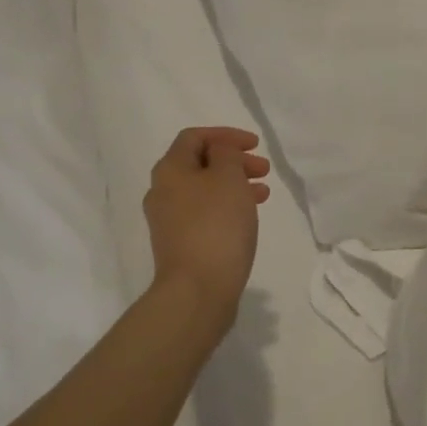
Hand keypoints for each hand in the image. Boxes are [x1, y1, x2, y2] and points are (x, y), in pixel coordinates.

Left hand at [144, 127, 270, 340]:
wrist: (197, 290)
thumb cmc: (216, 225)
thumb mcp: (228, 177)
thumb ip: (226, 154)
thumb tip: (218, 153)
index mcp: (170, 169)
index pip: (194, 137)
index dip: (226, 135)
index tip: (256, 145)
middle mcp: (162, 191)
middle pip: (200, 163)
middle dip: (234, 161)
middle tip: (264, 170)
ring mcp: (168, 220)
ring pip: (205, 190)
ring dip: (234, 184)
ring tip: (263, 193)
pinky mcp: (179, 244)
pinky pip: (205, 213)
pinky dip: (227, 207)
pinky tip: (248, 217)